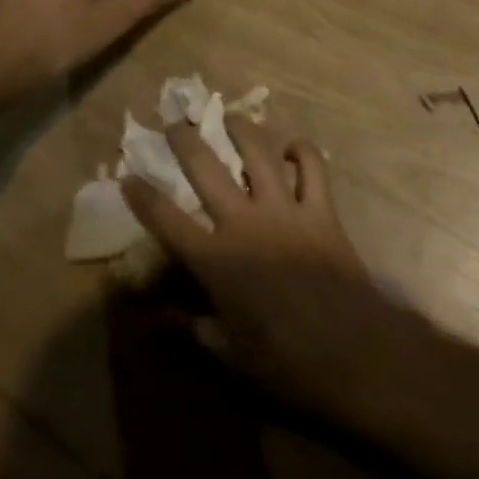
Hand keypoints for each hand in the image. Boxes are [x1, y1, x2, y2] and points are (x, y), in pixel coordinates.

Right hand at [122, 116, 396, 420]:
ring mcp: (284, 209)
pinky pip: (312, 166)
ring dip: (240, 129)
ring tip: (229, 116)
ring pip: (257, 153)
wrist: (351, 353)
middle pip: (206, 169)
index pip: (167, 220)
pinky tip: (291, 148)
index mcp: (216, 259)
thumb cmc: (284, 362)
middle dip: (185, 141)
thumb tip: (149, 321)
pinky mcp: (320, 208)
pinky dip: (302, 151)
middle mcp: (244, 222)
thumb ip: (188, 328)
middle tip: (174, 121)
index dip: (143, 197)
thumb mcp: (228, 353)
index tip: (128, 176)